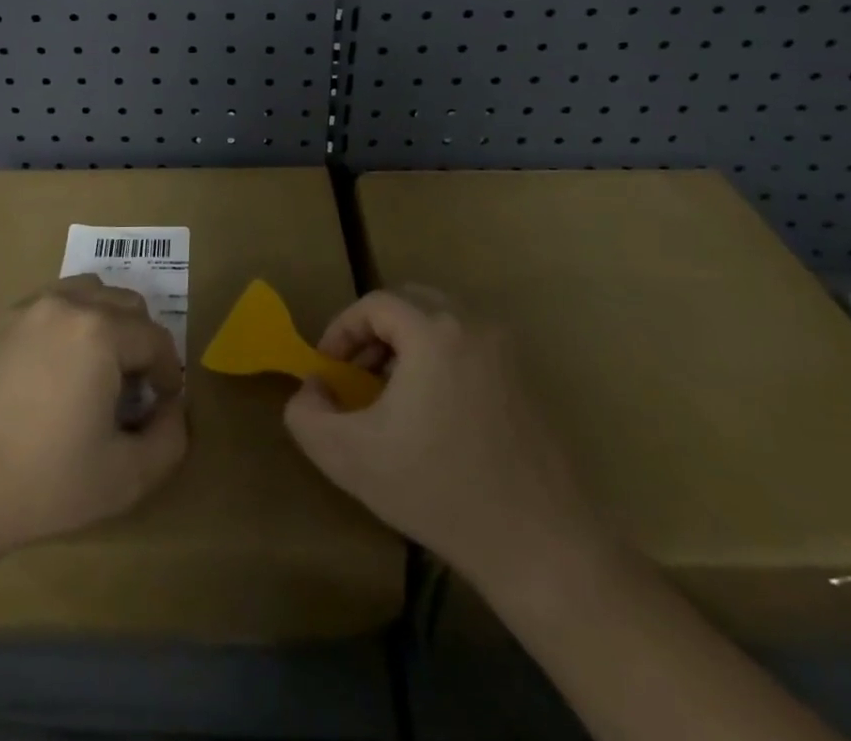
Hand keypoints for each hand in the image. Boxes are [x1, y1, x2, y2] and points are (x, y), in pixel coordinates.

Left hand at [0, 275, 187, 566]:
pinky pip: (54, 304)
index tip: (162, 406)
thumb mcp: (125, 477)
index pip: (156, 338)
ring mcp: (30, 308)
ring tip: (99, 370)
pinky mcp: (2, 322)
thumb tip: (173, 408)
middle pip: (127, 303)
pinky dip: (72, 321)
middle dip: (142, 342)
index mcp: (101, 332)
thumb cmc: (43, 482)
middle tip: (133, 389)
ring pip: (90, 293)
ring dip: (108, 322)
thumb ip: (170, 439)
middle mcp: (68, 305)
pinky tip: (60, 368)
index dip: (168, 373)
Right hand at [284, 287, 611, 599]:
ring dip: (406, 344)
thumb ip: (308, 415)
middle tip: (355, 374)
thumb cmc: (440, 493)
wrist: (542, 548)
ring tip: (389, 393)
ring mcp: (506, 351)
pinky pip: (469, 346)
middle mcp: (474, 326)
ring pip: (441, 322)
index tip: (328, 370)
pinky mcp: (527, 380)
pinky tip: (433, 413)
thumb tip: (311, 388)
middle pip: (410, 302)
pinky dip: (439, 359)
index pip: (374, 304)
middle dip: (373, 332)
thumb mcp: (351, 458)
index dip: (342, 329)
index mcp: (434, 332)